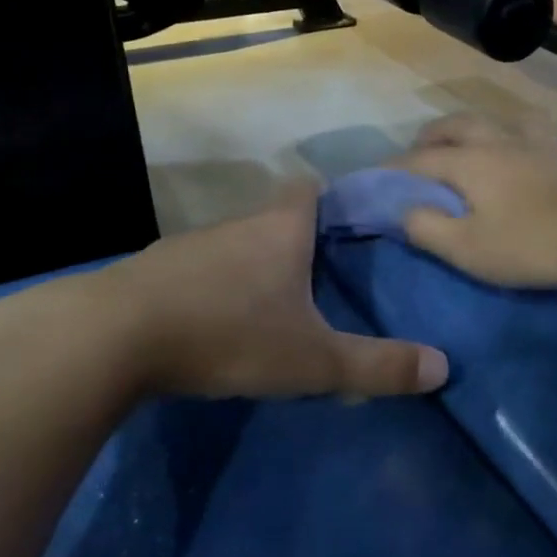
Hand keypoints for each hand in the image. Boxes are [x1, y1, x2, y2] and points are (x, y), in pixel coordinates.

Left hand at [0, 185, 447, 414]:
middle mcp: (239, 224)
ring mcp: (192, 245)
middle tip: (328, 278)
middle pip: (279, 218)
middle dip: (302, 242)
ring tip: (278, 304)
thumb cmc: (227, 333)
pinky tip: (219, 321)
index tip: (355, 227)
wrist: (112, 338)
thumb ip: (377, 365)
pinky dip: (218, 286)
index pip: (313, 188)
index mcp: (282, 228)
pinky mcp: (156, 271)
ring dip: (258, 267)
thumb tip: (444, 368)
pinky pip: (203, 270)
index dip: (336, 200)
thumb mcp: (311, 359)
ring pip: (239, 245)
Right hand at [396, 115, 556, 291]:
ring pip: (520, 121)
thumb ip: (428, 228)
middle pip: (464, 126)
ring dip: (499, 125)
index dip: (396, 169)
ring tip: (492, 136)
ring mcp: (554, 148)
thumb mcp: (469, 248)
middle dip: (437, 134)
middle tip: (423, 147)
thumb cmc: (535, 243)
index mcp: (473, 163)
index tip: (376, 179)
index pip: (422, 161)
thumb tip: (403, 211)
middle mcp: (508, 144)